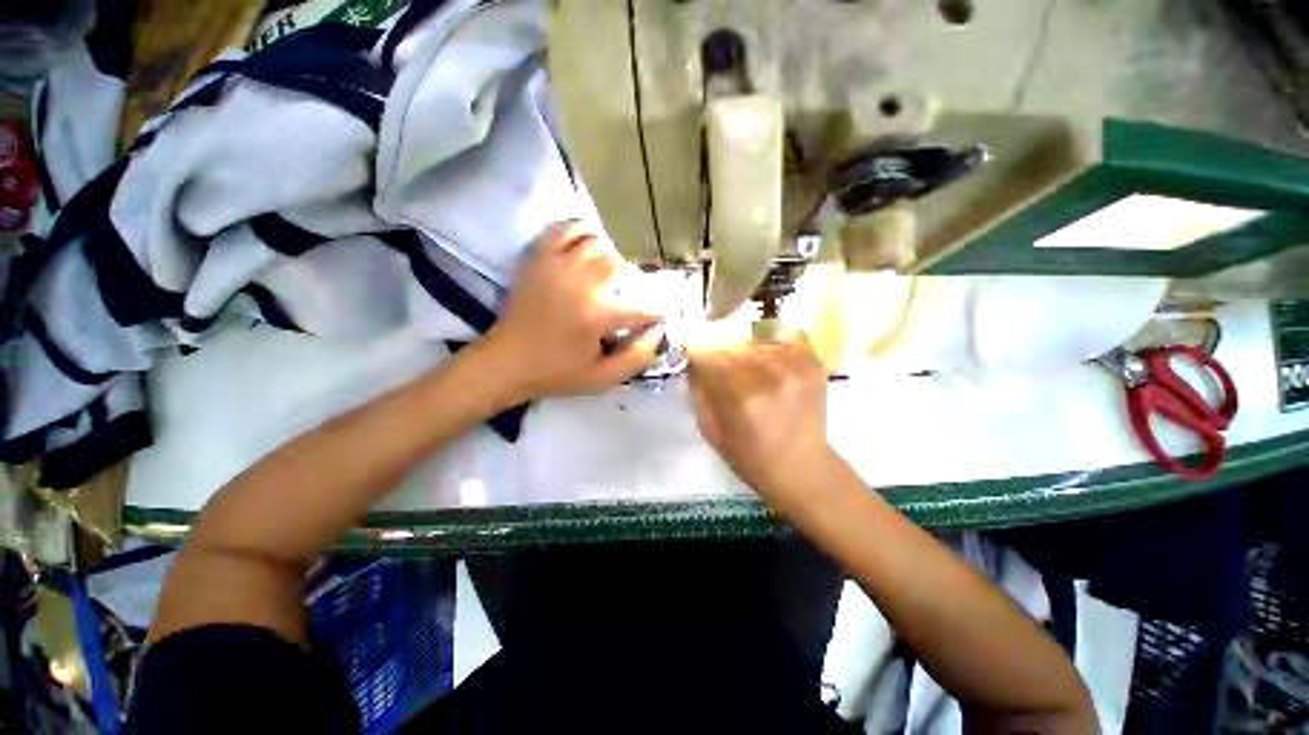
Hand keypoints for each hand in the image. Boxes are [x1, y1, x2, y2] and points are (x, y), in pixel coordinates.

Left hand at [481, 221, 664, 400]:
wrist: (506, 362)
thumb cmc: (557, 373)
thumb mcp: (603, 378)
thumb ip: (637, 357)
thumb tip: (659, 331)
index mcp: (597, 317)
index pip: (643, 306)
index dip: (662, 307)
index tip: (668, 308)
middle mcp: (580, 284)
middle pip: (619, 264)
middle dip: (631, 278)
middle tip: (625, 293)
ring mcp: (556, 266)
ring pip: (596, 242)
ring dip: (608, 256)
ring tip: (606, 273)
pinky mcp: (537, 258)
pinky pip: (565, 228)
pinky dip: (580, 232)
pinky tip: (584, 247)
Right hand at [686, 335, 832, 502]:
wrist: (802, 468)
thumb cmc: (750, 456)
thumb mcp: (711, 430)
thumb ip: (698, 392)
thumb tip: (692, 361)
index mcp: (740, 396)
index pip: (707, 354)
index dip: (696, 353)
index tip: (694, 356)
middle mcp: (769, 375)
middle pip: (732, 342)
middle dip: (720, 350)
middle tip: (720, 363)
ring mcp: (796, 367)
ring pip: (756, 337)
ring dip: (745, 347)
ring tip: (747, 364)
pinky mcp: (813, 364)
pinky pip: (784, 338)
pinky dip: (771, 344)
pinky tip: (769, 360)